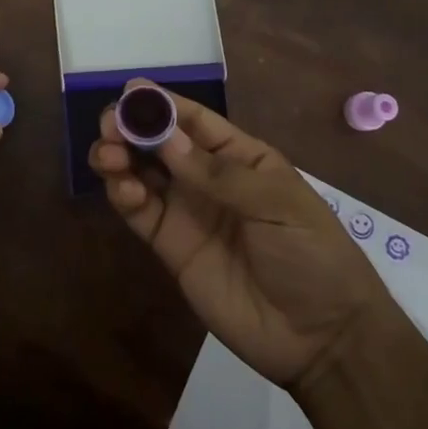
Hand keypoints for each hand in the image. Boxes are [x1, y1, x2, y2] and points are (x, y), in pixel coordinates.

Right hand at [90, 84, 394, 388]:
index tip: (129, 91)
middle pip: (159, 143)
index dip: (162, 104)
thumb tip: (166, 139)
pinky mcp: (170, 246)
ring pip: (141, 172)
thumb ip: (219, 174)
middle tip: (109, 126)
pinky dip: (123, 194)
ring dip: (119, 156)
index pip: (195, 121)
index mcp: (241, 157)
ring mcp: (186, 211)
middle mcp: (207, 178)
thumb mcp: (277, 205)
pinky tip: (121, 187)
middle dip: (131, 128)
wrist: (320, 337)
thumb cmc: (312, 254)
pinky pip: (139, 212)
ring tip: (107, 155)